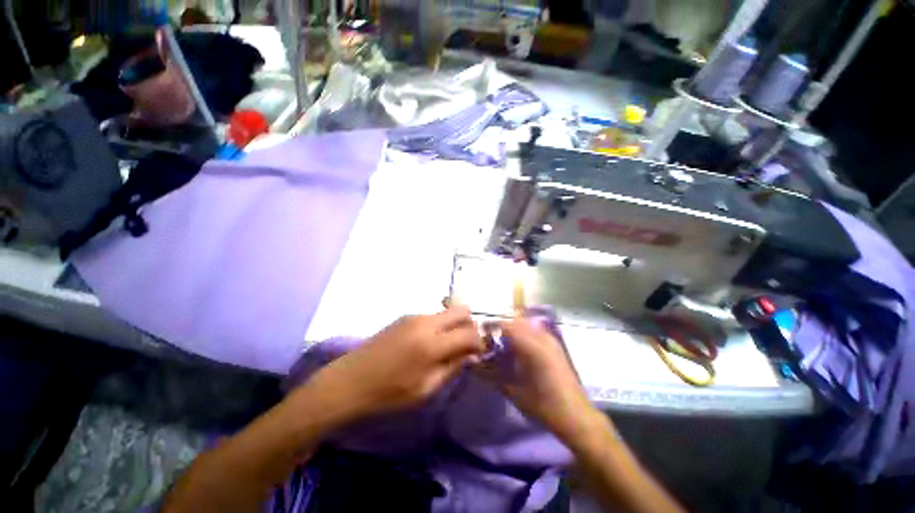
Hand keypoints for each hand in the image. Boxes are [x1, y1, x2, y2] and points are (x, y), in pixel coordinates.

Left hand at [302, 307, 484, 422]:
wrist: (350, 380)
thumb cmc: (389, 393)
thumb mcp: (426, 388)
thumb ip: (453, 367)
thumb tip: (473, 355)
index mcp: (432, 344)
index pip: (469, 334)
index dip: (480, 342)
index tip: (479, 352)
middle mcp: (427, 322)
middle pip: (461, 310)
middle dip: (469, 325)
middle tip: (465, 345)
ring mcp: (414, 316)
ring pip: (446, 312)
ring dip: (453, 325)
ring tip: (446, 346)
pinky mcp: (405, 316)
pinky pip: (432, 316)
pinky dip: (439, 325)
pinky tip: (428, 342)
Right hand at [477, 316, 600, 443]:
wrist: (576, 417)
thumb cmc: (543, 406)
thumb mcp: (514, 391)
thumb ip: (491, 375)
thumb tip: (474, 363)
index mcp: (531, 347)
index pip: (506, 325)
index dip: (491, 326)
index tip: (479, 334)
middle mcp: (542, 337)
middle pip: (515, 321)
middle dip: (500, 327)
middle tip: (488, 339)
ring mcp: (550, 340)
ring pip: (525, 324)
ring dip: (511, 329)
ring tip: (501, 343)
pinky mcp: (555, 345)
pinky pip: (534, 331)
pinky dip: (522, 334)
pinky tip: (517, 348)